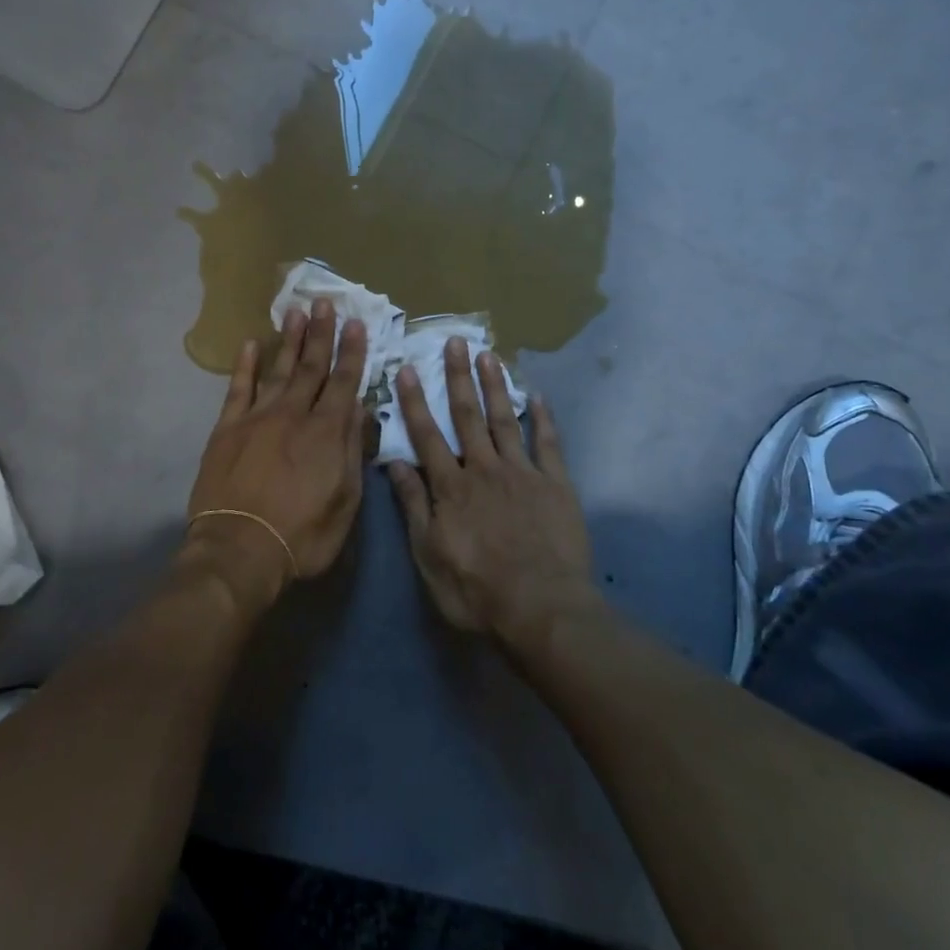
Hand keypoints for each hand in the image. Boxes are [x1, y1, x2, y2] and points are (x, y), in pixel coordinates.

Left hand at [185, 299, 367, 606]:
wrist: (240, 550)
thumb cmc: (302, 535)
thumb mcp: (345, 501)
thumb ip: (352, 450)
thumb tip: (358, 408)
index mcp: (326, 431)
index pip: (344, 382)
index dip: (352, 352)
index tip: (356, 323)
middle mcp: (293, 414)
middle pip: (311, 366)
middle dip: (321, 333)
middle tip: (325, 301)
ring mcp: (257, 417)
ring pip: (278, 370)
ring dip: (289, 340)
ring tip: (296, 311)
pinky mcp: (227, 428)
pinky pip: (238, 389)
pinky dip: (244, 365)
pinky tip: (249, 344)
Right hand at [386, 339, 599, 650]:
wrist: (542, 608)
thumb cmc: (477, 589)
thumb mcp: (429, 555)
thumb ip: (414, 507)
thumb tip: (394, 465)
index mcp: (451, 487)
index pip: (427, 436)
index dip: (416, 401)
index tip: (409, 368)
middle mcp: (484, 469)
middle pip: (467, 416)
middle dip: (459, 377)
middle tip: (455, 341)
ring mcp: (522, 472)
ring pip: (505, 420)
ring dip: (496, 386)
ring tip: (489, 354)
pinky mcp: (555, 484)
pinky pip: (549, 443)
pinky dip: (544, 418)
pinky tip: (538, 395)